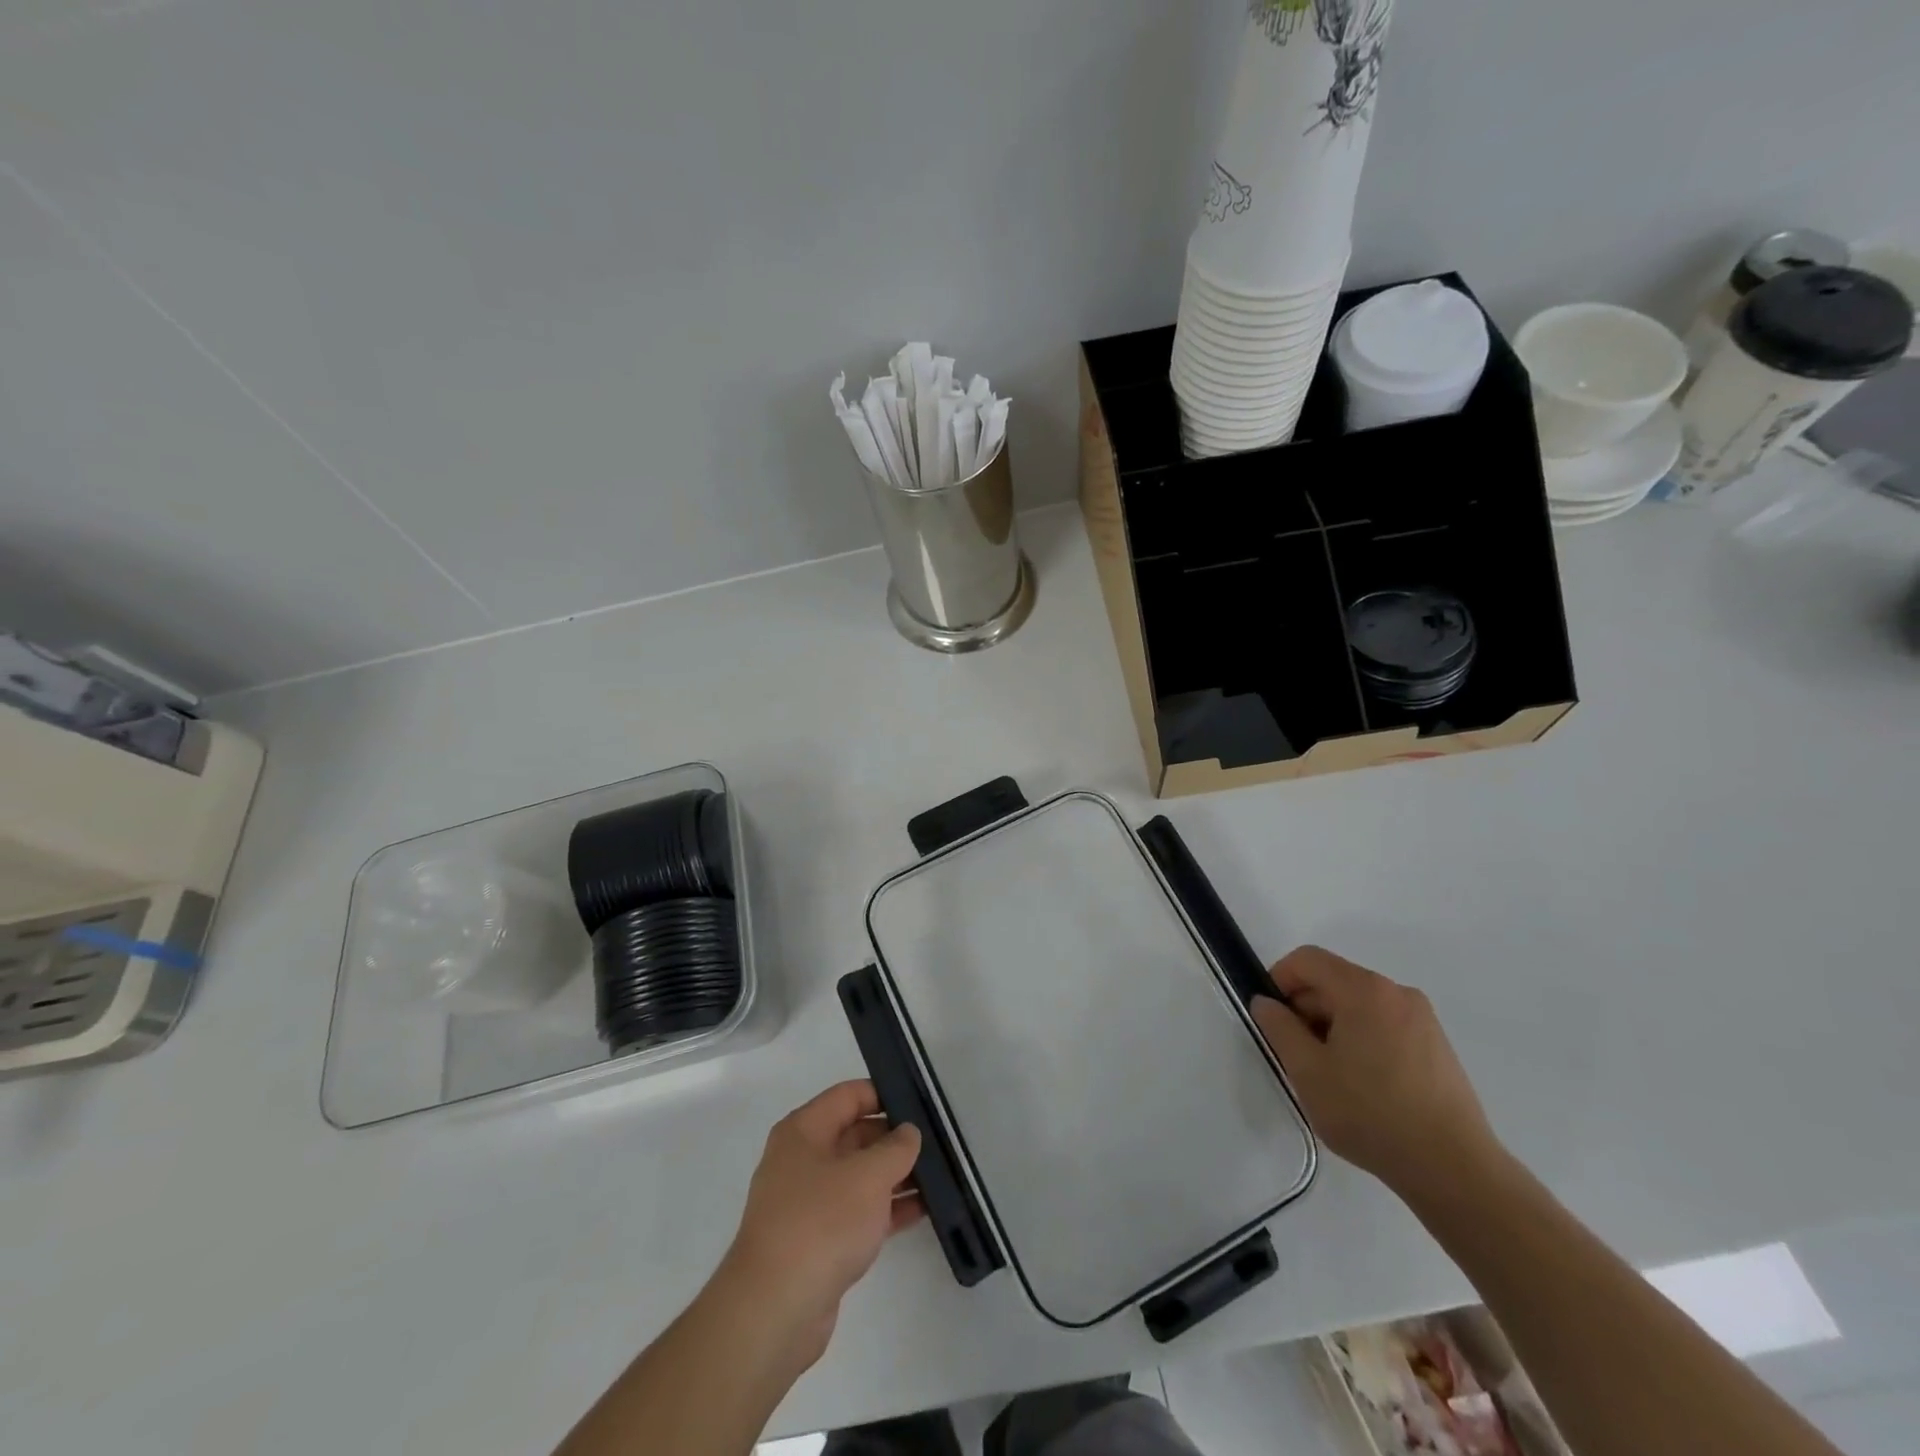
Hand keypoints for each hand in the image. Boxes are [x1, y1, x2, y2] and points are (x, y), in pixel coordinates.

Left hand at [715, 1081, 923, 1369]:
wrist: (774, 1312)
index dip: (884, 1093)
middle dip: (895, 1138)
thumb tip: (908, 1133)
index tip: (921, 1102)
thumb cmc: (820, 1224)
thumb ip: (895, 1148)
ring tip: (939, 1174)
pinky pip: (859, 1212)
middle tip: (938, 1140)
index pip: (849, 1095)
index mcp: (804, 1131)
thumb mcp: (868, 1176)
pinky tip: (923, 1210)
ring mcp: (809, 1203)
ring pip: (860, 1176)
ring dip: (895, 1175)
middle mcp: (802, 1160)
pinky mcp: (818, 1242)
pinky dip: (887, 1209)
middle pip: (855, 1134)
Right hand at [1250, 946, 1500, 1198]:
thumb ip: (1278, 1028)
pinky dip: (1362, 1040)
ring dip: (1333, 1028)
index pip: (1308, 959)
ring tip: (1329, 1076)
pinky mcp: (1437, 1046)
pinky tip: (1363, 1086)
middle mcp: (1397, 993)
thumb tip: (1266, 1003)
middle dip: (1306, 1009)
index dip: (1279, 979)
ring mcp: (1423, 1019)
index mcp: (1364, 990)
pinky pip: (1385, 1025)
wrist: (1454, 1170)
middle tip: (1296, 1054)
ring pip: (1359, 1006)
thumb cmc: (1371, 1113)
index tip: (1270, 1017)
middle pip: (1335, 981)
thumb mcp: (1307, 1071)